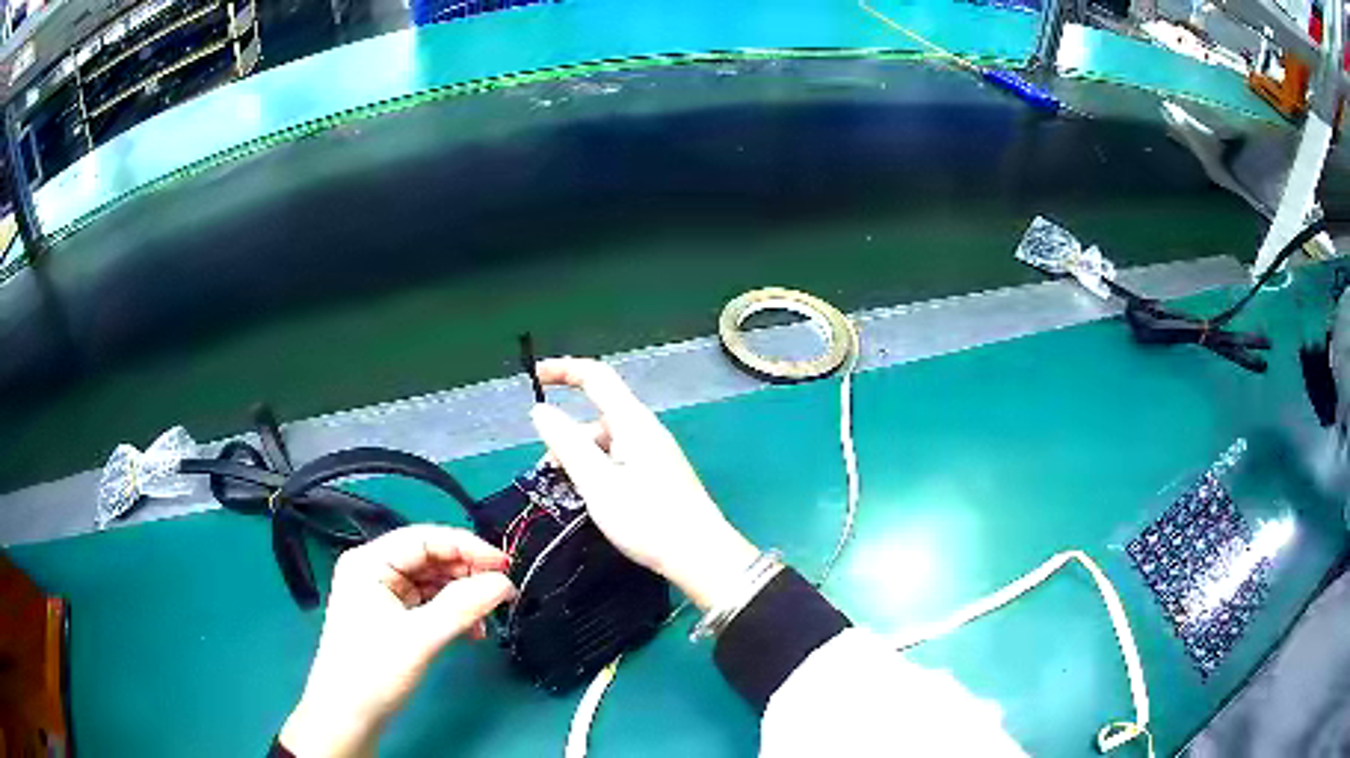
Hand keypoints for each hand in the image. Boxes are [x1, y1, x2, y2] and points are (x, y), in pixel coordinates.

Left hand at [279, 526, 514, 757]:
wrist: (348, 716)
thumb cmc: (373, 671)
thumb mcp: (420, 638)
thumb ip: (463, 606)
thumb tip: (504, 582)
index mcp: (369, 562)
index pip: (425, 538)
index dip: (467, 547)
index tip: (505, 565)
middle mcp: (373, 570)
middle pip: (429, 558)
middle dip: (467, 574)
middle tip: (502, 593)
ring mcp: (381, 593)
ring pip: (432, 581)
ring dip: (463, 596)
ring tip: (488, 617)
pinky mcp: (390, 616)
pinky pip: (428, 603)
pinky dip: (452, 613)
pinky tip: (471, 631)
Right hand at [530, 358, 758, 610]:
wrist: (700, 556)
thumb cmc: (648, 519)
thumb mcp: (597, 482)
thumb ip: (567, 444)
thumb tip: (541, 411)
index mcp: (633, 422)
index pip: (596, 377)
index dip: (564, 370)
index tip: (534, 377)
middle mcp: (646, 430)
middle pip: (598, 416)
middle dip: (567, 436)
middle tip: (549, 473)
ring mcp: (655, 453)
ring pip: (606, 442)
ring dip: (581, 459)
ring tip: (569, 494)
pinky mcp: (658, 475)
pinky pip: (619, 460)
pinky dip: (597, 471)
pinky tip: (592, 500)